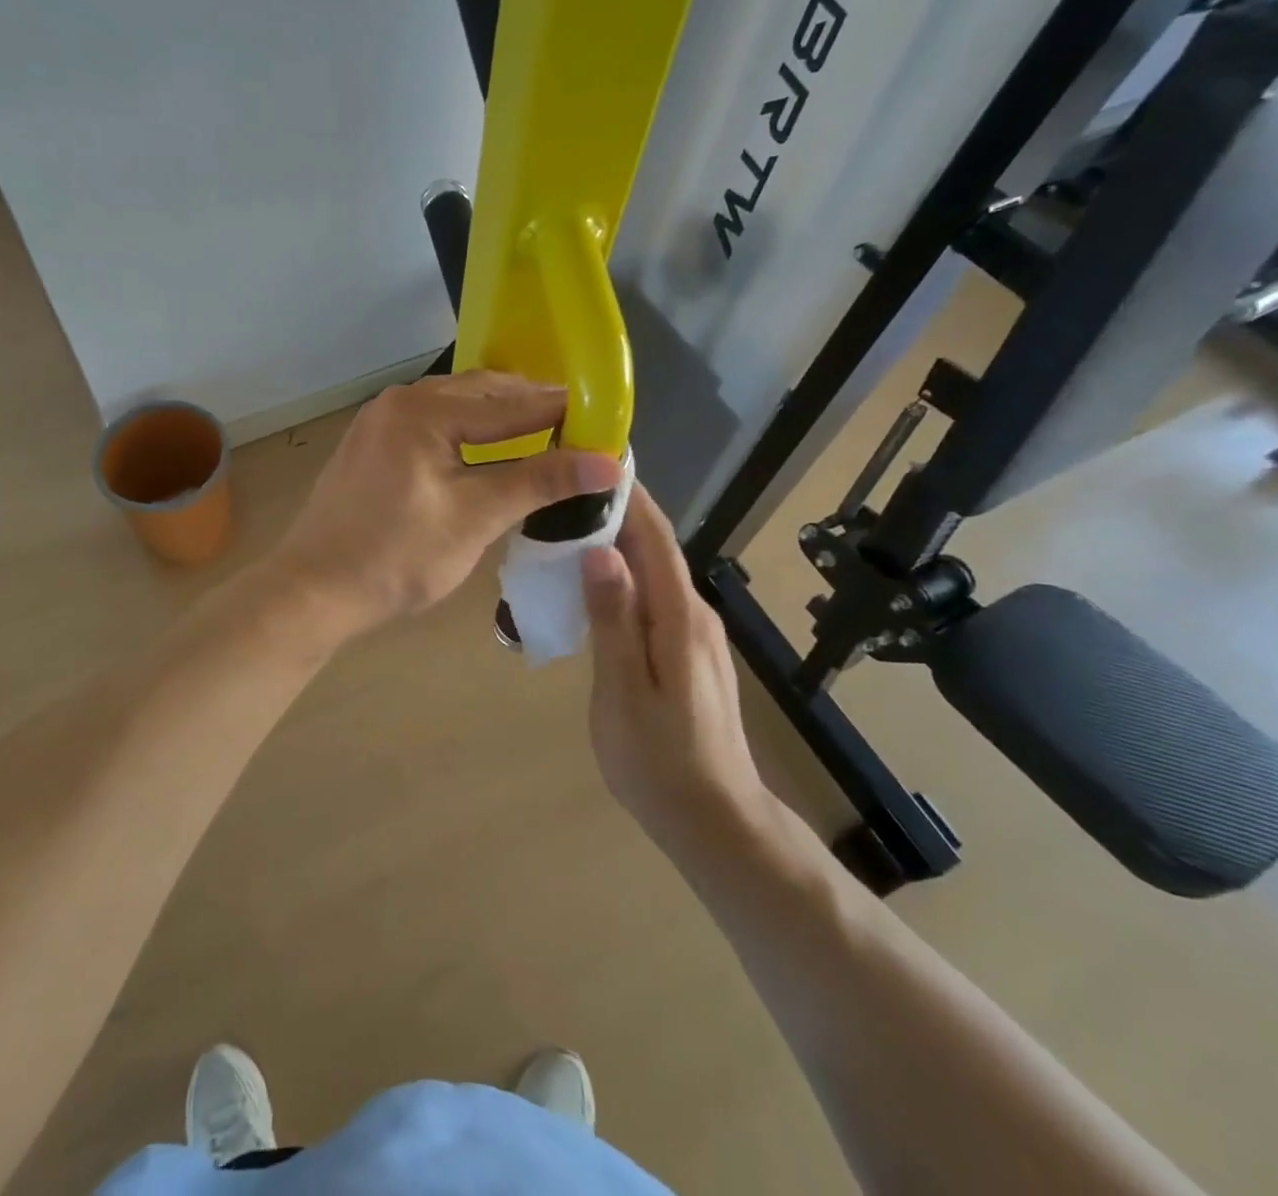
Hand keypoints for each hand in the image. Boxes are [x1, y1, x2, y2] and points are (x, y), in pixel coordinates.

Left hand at [271, 372, 621, 637]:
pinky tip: (484, 447)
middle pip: (479, 394)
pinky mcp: (369, 444)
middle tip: (577, 423)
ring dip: (496, 416)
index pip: (509, 405)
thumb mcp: (474, 519)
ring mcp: (378, 421)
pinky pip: (429, 422)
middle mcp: (399, 402)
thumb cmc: (397, 557)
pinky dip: (465, 430)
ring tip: (539, 432)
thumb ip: (538, 482)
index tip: (605, 417)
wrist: (312, 590)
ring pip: (453, 406)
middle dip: (528, 406)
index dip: (560, 412)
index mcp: (423, 411)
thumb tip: (607, 461)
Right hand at [581, 481, 764, 841]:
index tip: (594, 457)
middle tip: (562, 489)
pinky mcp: (687, 652)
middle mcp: (693, 614)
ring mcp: (694, 634)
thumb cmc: (660, 760)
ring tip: (566, 527)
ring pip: (653, 572)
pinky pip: (652, 596)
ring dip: (616, 543)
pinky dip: (623, 576)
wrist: (716, 821)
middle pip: (654, 547)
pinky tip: (591, 583)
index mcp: (678, 616)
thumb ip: (613, 619)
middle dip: (615, 511)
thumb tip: (600, 551)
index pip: (654, 537)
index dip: (628, 495)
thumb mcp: (624, 691)